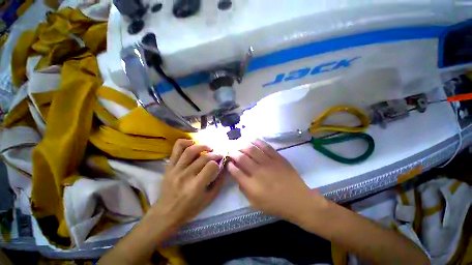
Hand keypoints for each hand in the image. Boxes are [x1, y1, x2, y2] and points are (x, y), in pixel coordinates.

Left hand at [148, 139, 223, 230]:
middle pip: (203, 157)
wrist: (166, 213)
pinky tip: (192, 143)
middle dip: (214, 154)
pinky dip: (185, 142)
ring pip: (190, 150)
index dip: (218, 163)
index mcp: (196, 186)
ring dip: (202, 146)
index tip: (220, 163)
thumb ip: (219, 182)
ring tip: (209, 148)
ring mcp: (175, 169)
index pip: (211, 166)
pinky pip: (176, 149)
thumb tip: (224, 167)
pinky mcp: (169, 166)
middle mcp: (186, 175)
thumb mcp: (209, 199)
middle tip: (219, 155)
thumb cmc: (190, 208)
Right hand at [228, 139, 326, 224]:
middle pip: (241, 158)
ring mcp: (268, 163)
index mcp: (251, 185)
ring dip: (243, 145)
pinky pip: (265, 147)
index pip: (235, 171)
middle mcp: (258, 172)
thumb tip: (238, 177)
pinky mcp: (278, 158)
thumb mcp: (256, 204)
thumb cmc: (276, 205)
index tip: (228, 162)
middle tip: (232, 152)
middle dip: (234, 153)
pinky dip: (257, 142)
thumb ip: (244, 190)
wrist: (299, 201)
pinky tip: (252, 140)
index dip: (229, 165)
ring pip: (252, 149)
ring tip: (239, 145)